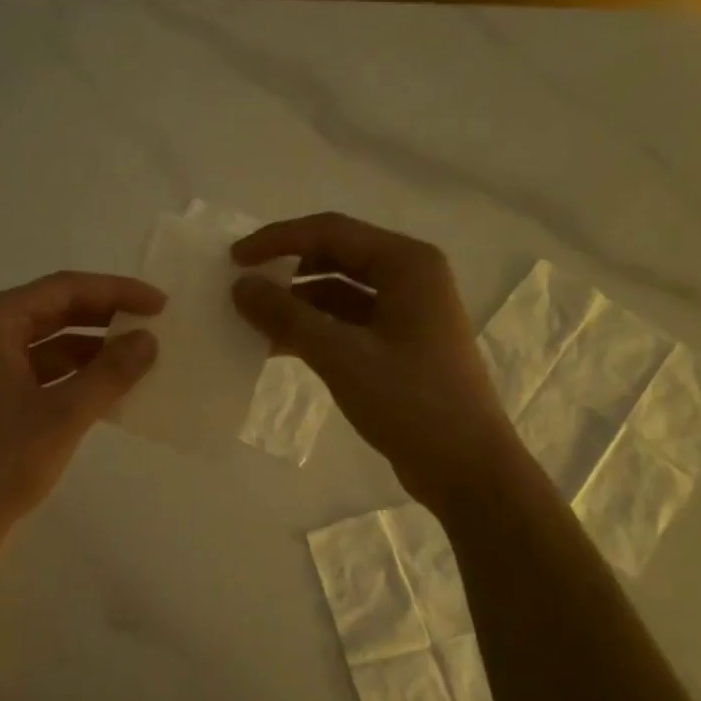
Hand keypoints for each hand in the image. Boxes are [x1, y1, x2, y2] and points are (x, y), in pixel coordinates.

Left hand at [0, 272, 162, 561]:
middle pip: (55, 309)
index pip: (64, 288)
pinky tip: (107, 388)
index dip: (116, 291)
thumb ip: (110, 373)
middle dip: (105, 316)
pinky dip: (74, 374)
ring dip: (92, 347)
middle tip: (154, 324)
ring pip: (48, 341)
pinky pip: (40, 370)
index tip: (160, 304)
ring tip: (139, 356)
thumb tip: (149, 339)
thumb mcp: (63, 415)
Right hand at [232, 213, 515, 512]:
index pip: (331, 231)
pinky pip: (346, 321)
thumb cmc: (411, 403)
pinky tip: (277, 346)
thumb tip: (240, 286)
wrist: (466, 469)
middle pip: (336, 256)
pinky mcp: (398, 344)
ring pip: (339, 291)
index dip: (278, 240)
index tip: (234, 258)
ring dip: (296, 302)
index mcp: (408, 264)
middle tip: (240, 285)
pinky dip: (313, 328)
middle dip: (287, 269)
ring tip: (251, 319)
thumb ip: (287, 316)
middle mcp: (410, 277)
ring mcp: (406, 312)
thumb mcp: (342, 356)